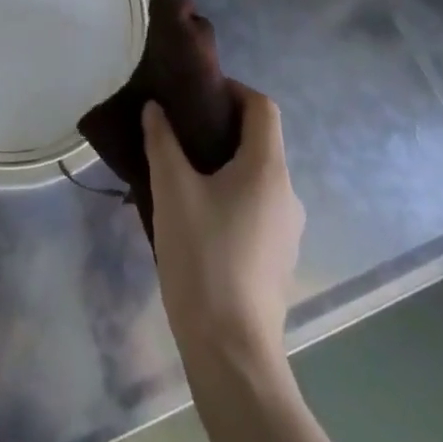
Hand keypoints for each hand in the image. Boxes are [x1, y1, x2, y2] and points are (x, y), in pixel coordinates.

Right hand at [144, 84, 304, 363]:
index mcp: (268, 168)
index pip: (262, 107)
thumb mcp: (172, 190)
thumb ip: (162, 141)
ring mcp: (287, 230)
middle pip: (260, 141)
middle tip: (179, 130)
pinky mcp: (278, 258)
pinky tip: (197, 215)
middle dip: (221, 127)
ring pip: (257, 177)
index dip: (232, 90)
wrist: (232, 351)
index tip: (196, 93)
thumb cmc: (203, 256)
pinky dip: (231, 195)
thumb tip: (155, 108)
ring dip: (224, 164)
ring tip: (181, 171)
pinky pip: (256, 207)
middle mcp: (287, 192)